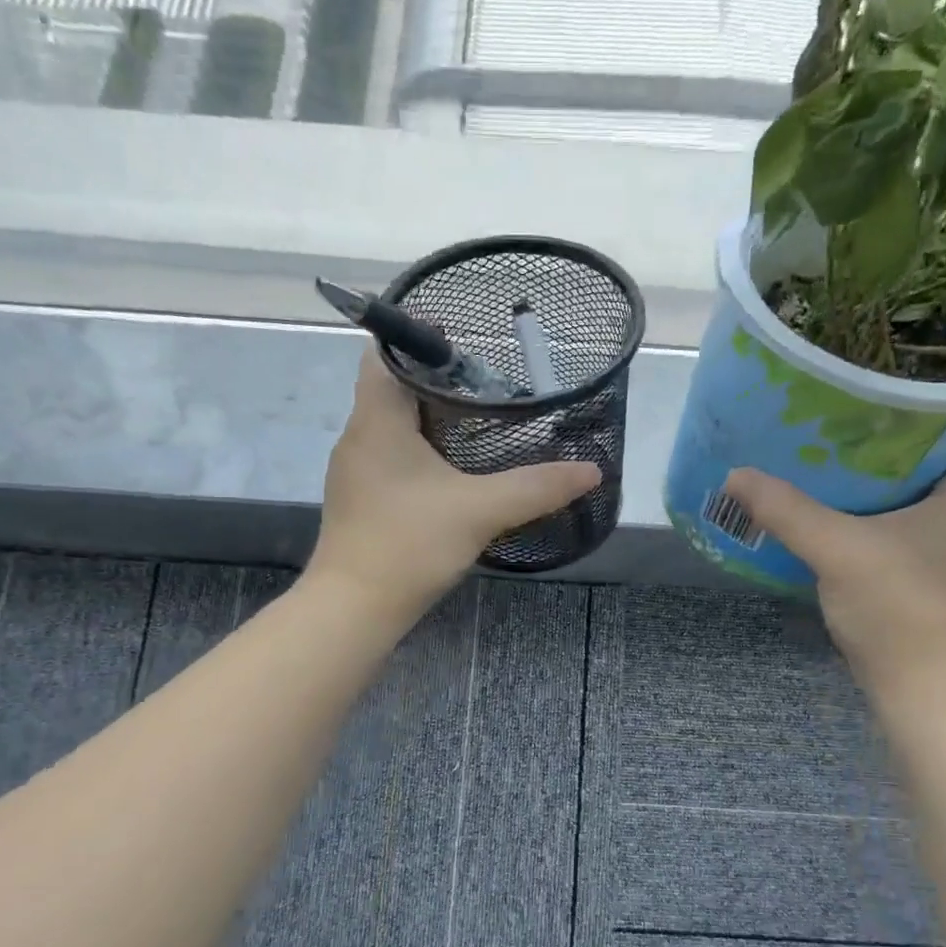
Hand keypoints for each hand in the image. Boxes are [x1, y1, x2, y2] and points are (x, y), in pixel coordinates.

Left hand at [305, 348, 601, 623]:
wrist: (353, 609)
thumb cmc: (408, 545)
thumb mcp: (480, 511)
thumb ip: (536, 487)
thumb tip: (592, 471)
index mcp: (377, 420)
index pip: (385, 353)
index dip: (419, 337)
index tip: (464, 339)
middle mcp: (359, 436)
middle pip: (392, 386)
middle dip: (437, 378)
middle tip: (489, 379)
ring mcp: (356, 470)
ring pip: (393, 424)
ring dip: (430, 416)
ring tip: (480, 418)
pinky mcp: (363, 499)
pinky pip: (392, 456)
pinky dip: (422, 449)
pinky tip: (456, 469)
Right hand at [721, 407, 945, 697]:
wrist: (915, 684)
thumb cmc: (897, 610)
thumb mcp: (837, 551)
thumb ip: (787, 510)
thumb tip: (736, 474)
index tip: (933, 367)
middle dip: (929, 413)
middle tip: (876, 390)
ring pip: (943, 476)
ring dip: (907, 453)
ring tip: (858, 428)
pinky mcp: (933, 559)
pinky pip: (921, 505)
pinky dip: (893, 489)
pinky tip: (851, 488)